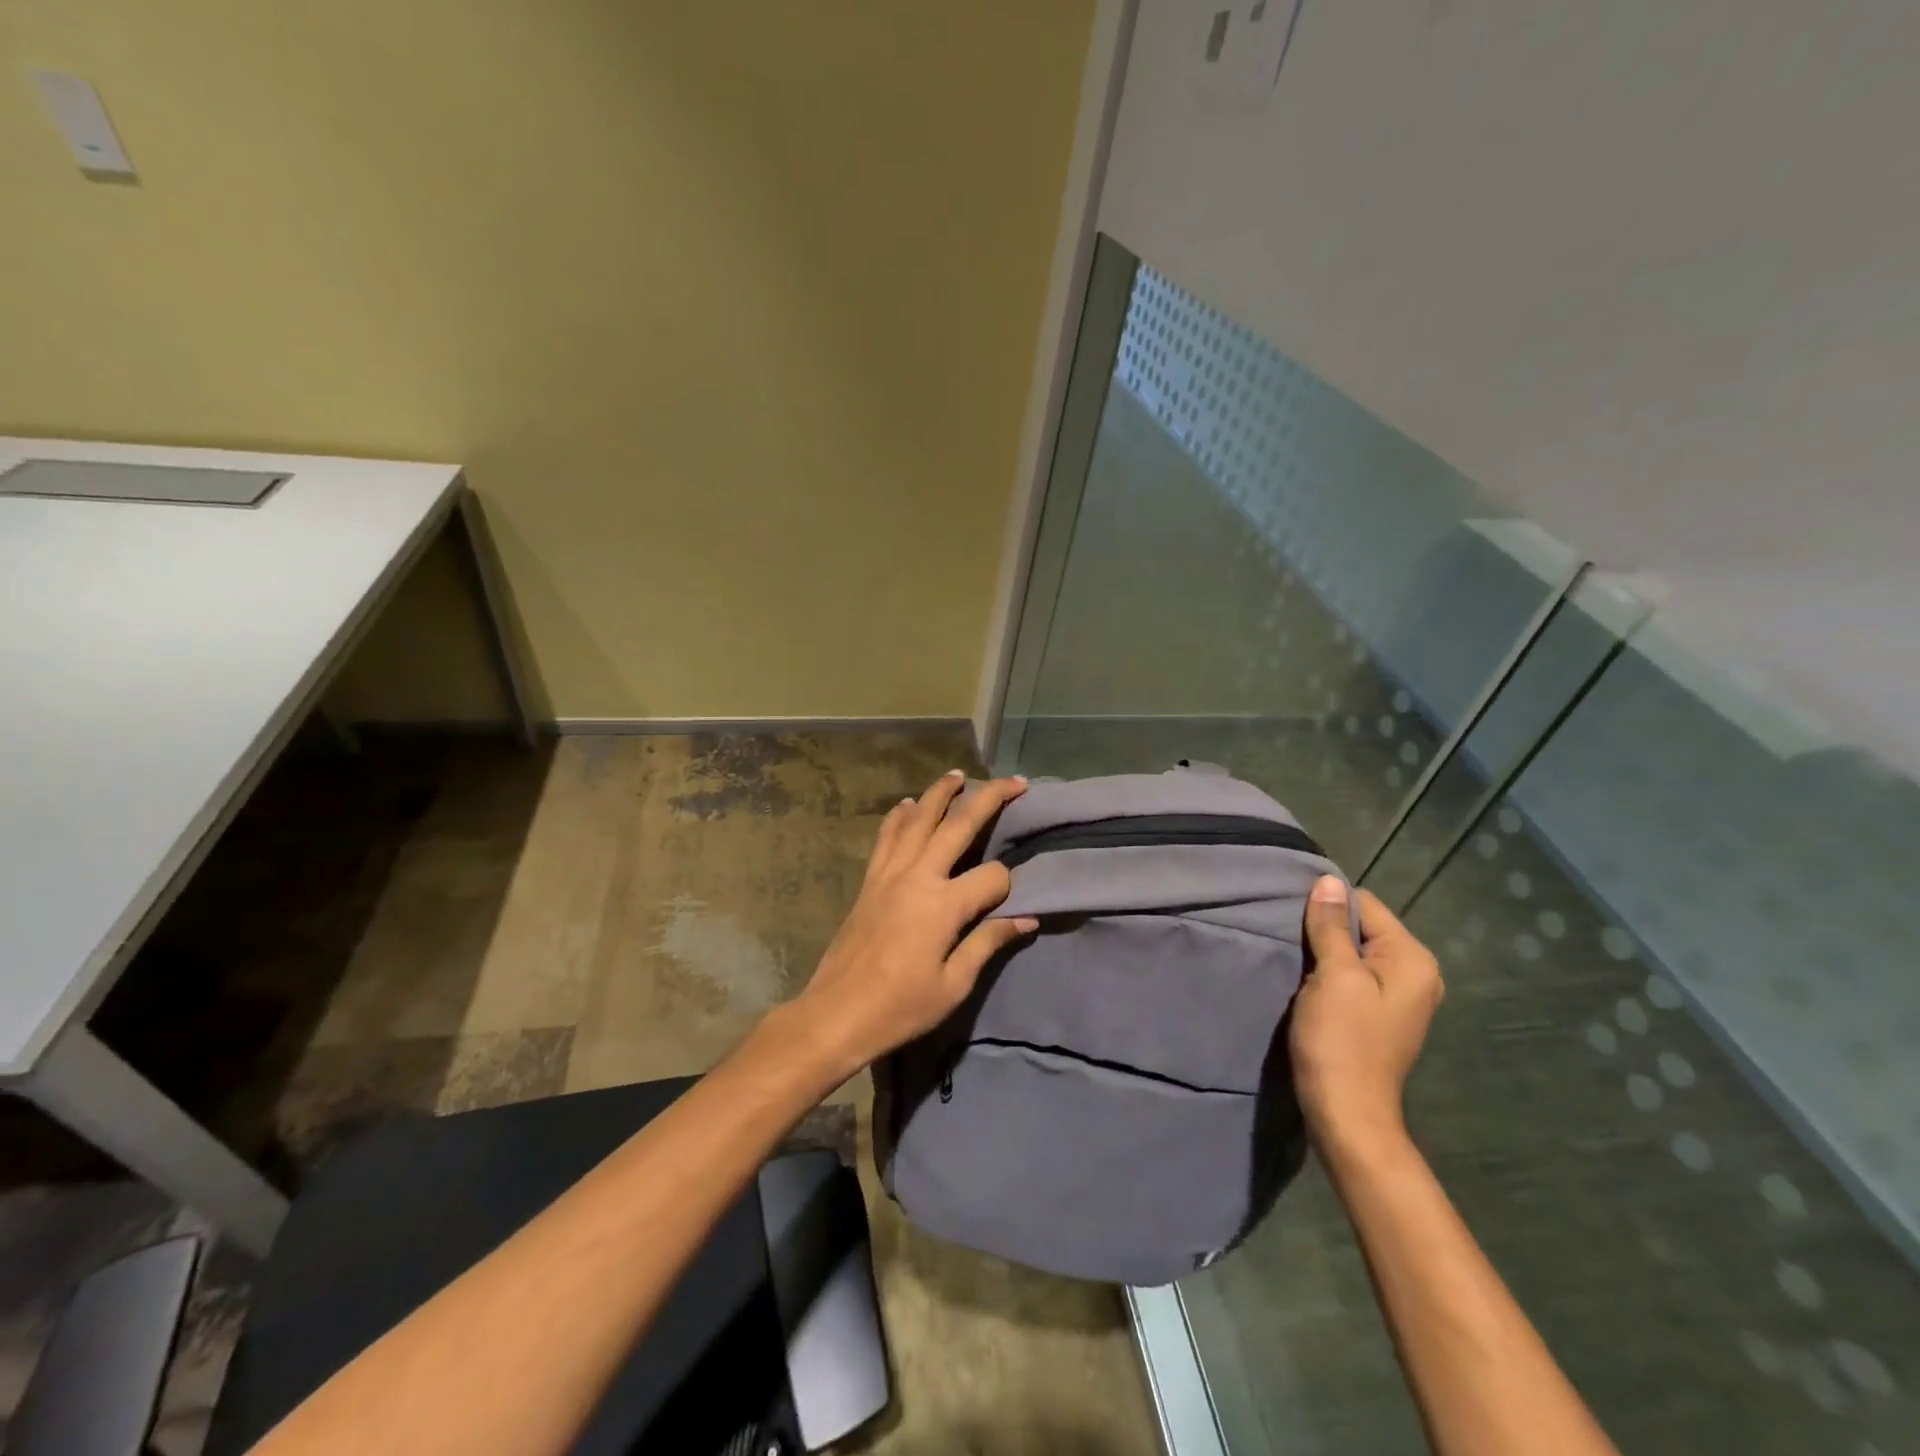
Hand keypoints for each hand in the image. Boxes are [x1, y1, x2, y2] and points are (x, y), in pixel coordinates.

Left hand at [791, 770, 1035, 1077]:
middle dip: (989, 798)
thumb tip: (1026, 918)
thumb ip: (988, 943)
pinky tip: (907, 804)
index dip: (1009, 885)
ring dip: (940, 793)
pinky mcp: (869, 880)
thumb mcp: (953, 985)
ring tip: (958, 774)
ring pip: (917, 819)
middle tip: (1014, 781)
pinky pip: (886, 837)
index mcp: (943, 905)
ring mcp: (889, 874)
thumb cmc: (900, 1008)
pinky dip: (899, 816)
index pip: (992, 877)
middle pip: (958, 825)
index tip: (1013, 903)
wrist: (835, 1014)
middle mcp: (917, 876)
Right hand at [1290, 876, 1444, 1158]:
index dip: (1327, 909)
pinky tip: (1312, 989)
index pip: (1364, 904)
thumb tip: (1328, 881)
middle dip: (1327, 932)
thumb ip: (1332, 926)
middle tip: (1294, 947)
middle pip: (1362, 927)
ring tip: (1300, 968)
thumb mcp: (1333, 976)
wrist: (1346, 1113)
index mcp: (1413, 959)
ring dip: (1325, 954)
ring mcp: (1402, 996)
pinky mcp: (1381, 1014)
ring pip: (1355, 951)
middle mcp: (1417, 972)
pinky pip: (1354, 975)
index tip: (1296, 925)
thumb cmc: (1341, 1041)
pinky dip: (1331, 975)